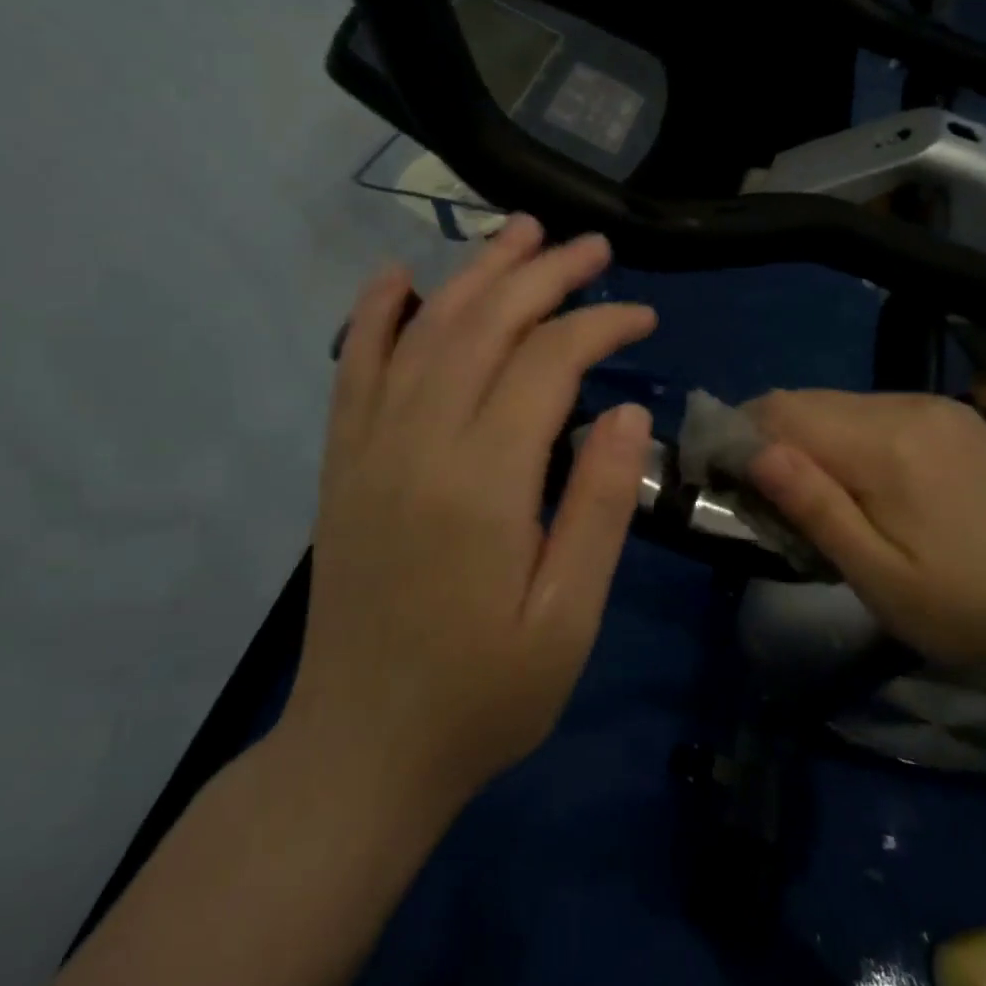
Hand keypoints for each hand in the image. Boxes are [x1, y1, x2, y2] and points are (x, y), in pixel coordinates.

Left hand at [284, 216, 655, 816]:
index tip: (642, 318)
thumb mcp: (568, 617)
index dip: (599, 325)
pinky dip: (375, 314)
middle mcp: (418, 443)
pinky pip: (354, 369)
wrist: (362, 751)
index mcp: (482, 481)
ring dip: (476, 273)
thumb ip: (600, 506)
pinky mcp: (343, 464)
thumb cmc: (485, 694)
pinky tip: (396, 276)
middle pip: (485, 325)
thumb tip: (625, 412)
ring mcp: (370, 448)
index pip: (546, 362)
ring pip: (424, 331)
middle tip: (593, 247)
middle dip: (544, 275)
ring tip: (520, 233)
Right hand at [746, 391, 985, 669]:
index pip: (784, 411)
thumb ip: (815, 507)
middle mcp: (907, 405)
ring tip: (813, 492)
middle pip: (808, 400)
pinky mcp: (950, 413)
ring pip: (838, 402)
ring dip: (810, 437)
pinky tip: (861, 478)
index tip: (724, 476)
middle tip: (766, 496)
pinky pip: (873, 408)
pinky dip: (847, 435)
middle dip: (772, 438)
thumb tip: (754, 451)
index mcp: (886, 444)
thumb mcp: (877, 576)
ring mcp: (933, 404)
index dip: (741, 435)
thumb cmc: (962, 608)